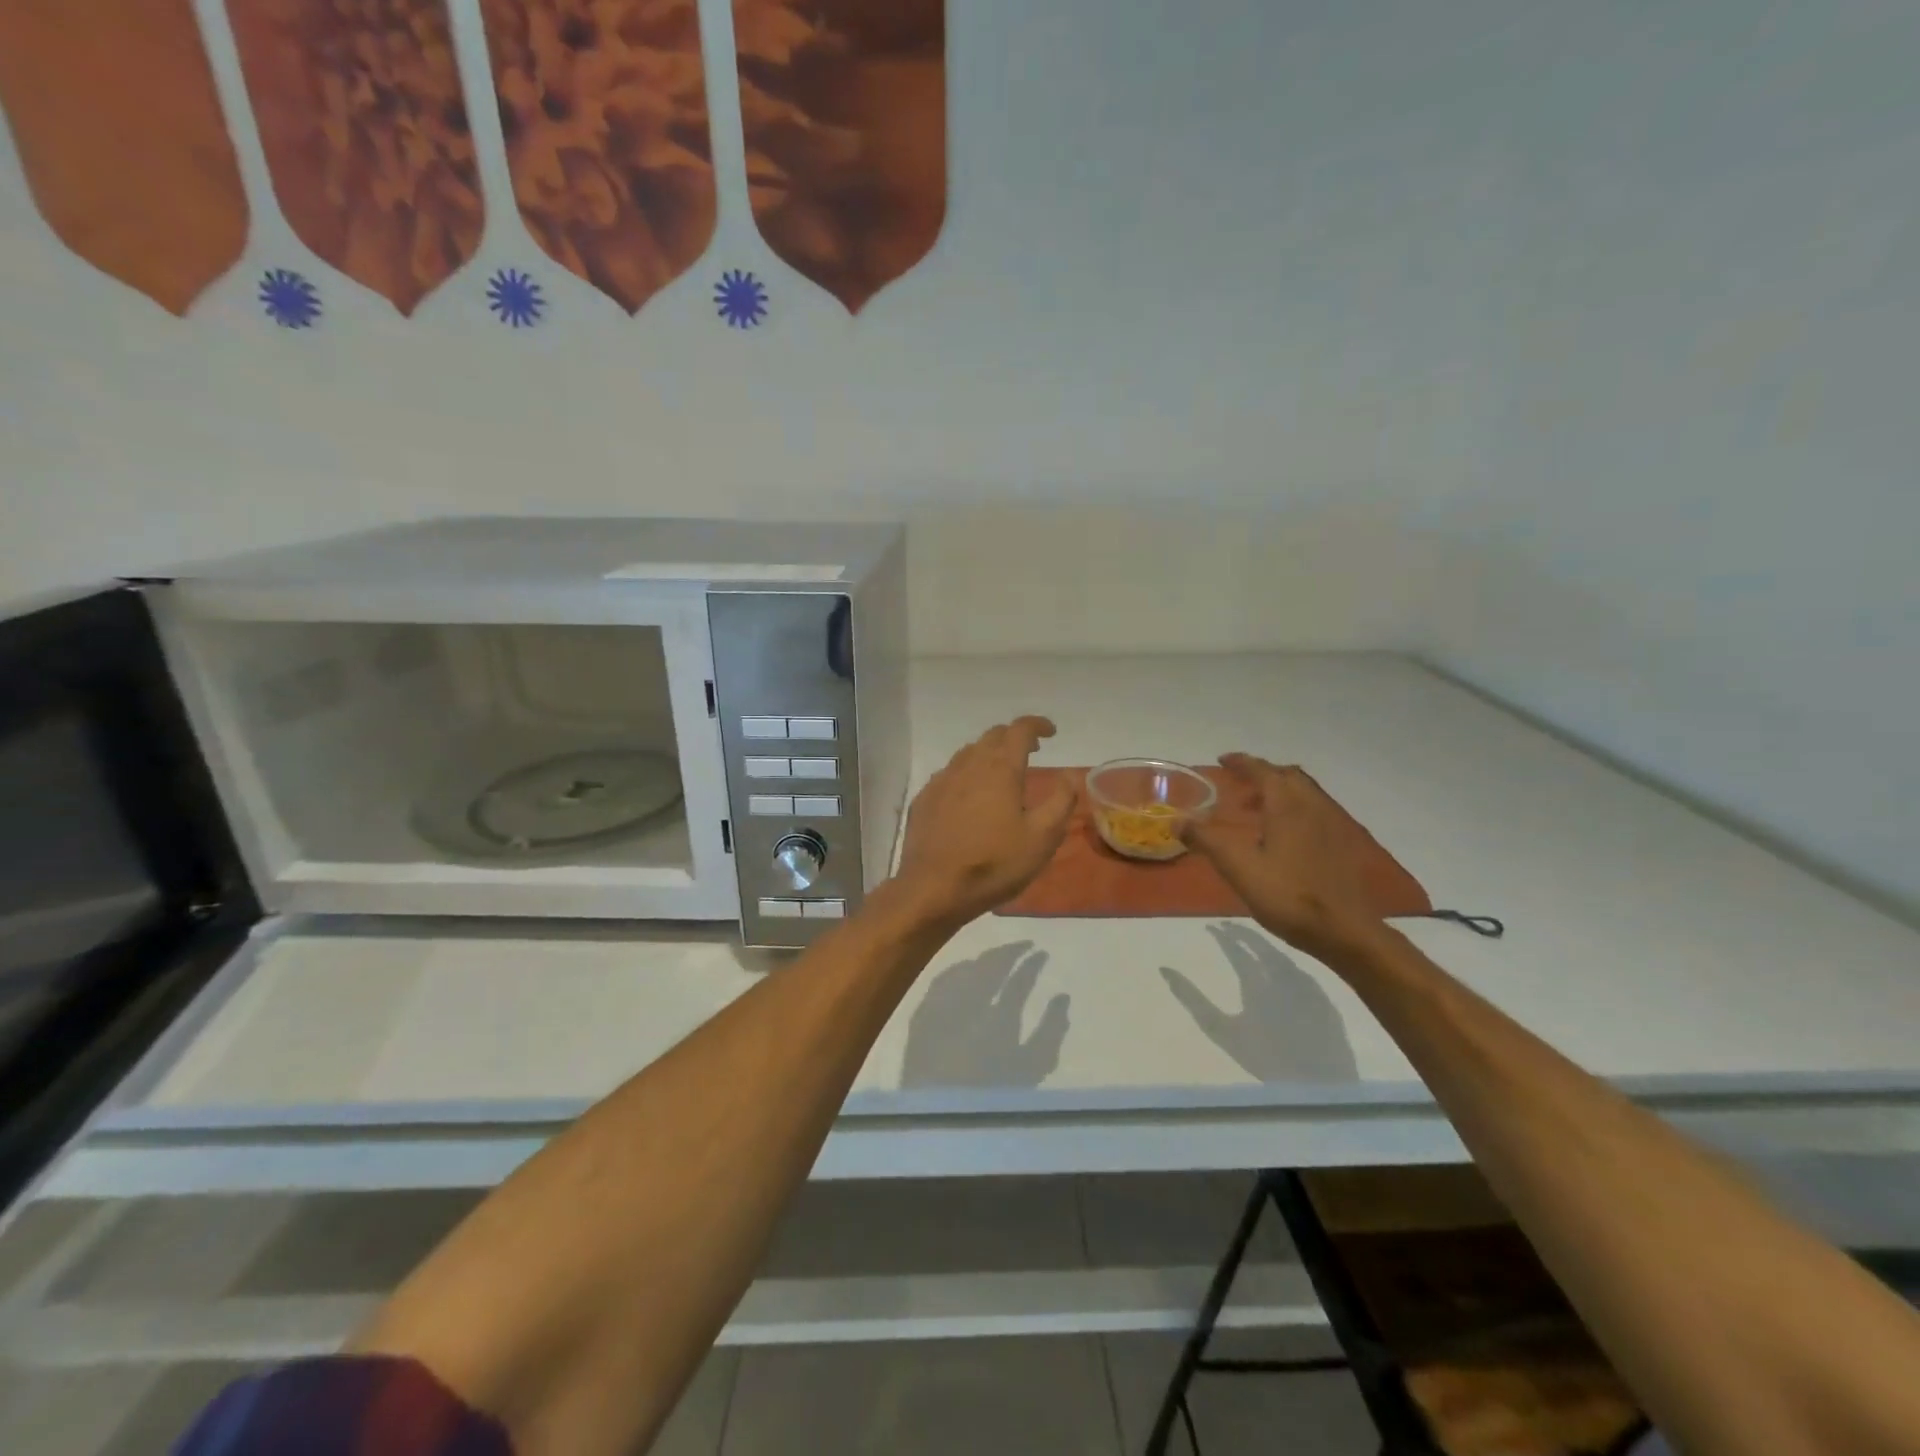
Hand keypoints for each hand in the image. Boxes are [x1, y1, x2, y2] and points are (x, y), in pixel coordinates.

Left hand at [894, 716, 1077, 926]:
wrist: (933, 888)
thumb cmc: (994, 863)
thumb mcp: (1042, 838)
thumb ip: (1060, 802)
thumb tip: (1069, 776)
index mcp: (1000, 769)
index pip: (1020, 729)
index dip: (1037, 725)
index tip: (1051, 733)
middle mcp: (969, 765)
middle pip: (992, 736)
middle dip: (1014, 736)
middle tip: (1031, 750)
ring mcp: (942, 781)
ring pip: (968, 753)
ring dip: (989, 753)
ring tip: (1002, 771)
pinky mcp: (925, 799)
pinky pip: (949, 774)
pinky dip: (967, 774)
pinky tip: (970, 796)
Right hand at [1185, 754, 1385, 964]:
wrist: (1346, 932)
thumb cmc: (1288, 895)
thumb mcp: (1238, 868)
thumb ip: (1207, 841)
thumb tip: (1177, 821)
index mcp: (1288, 806)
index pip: (1263, 771)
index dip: (1242, 763)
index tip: (1222, 760)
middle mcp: (1313, 807)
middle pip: (1289, 776)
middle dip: (1263, 774)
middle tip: (1239, 785)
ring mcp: (1333, 826)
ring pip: (1306, 793)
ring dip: (1280, 792)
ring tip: (1257, 810)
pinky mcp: (1343, 846)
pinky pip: (1316, 812)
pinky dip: (1295, 810)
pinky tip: (1284, 837)